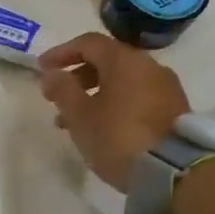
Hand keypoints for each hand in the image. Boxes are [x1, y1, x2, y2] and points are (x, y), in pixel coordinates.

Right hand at [38, 32, 190, 191]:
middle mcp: (149, 66)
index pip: (88, 43)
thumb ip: (62, 89)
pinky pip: (135, 96)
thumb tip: (51, 73)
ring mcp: (165, 87)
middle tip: (55, 96)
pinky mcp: (173, 109)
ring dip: (93, 93)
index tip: (41, 68)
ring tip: (72, 119)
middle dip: (77, 76)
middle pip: (107, 60)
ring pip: (120, 81)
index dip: (61, 52)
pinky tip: (99, 126)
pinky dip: (113, 103)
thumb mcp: (79, 115)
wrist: (171, 170)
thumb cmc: (116, 136)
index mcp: (124, 61)